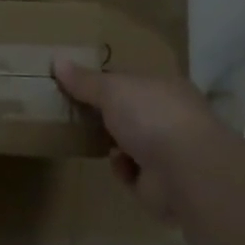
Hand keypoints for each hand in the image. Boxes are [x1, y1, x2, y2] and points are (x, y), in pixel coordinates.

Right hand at [53, 62, 232, 218]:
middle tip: (76, 112)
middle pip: (131, 112)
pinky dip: (123, 170)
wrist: (187, 172)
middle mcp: (171, 117)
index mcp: (165, 87)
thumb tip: (57, 59)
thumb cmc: (152, 117)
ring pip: (132, 143)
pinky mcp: (162, 184)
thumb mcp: (112, 90)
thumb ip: (85, 80)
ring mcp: (169, 151)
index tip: (81, 83)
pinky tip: (116, 165)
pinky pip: (133, 174)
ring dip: (113, 143)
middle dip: (108, 114)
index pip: (133, 81)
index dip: (108, 81)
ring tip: (87, 137)